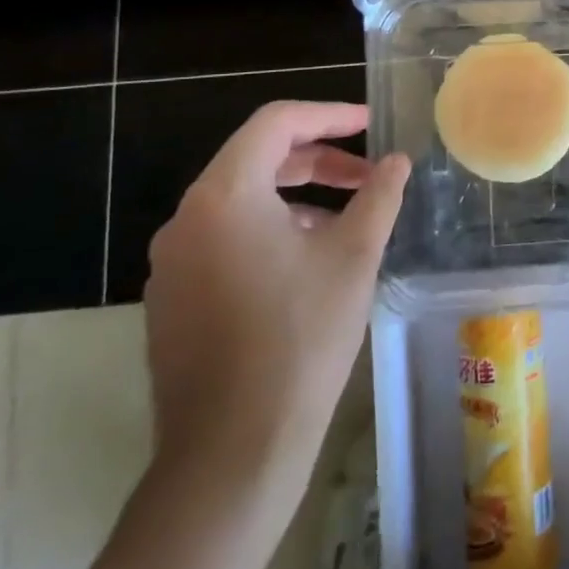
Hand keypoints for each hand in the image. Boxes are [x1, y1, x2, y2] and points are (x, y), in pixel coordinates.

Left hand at [144, 101, 409, 486]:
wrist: (232, 452)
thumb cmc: (300, 338)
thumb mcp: (353, 256)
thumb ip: (378, 196)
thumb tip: (397, 162)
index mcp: (224, 196)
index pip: (276, 123)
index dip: (329, 116)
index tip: (371, 125)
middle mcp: (186, 219)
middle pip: (256, 160)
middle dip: (319, 160)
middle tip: (368, 176)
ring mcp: (172, 263)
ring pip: (241, 202)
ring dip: (298, 197)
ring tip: (347, 222)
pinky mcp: (172, 300)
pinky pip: (225, 240)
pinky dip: (270, 230)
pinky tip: (308, 264)